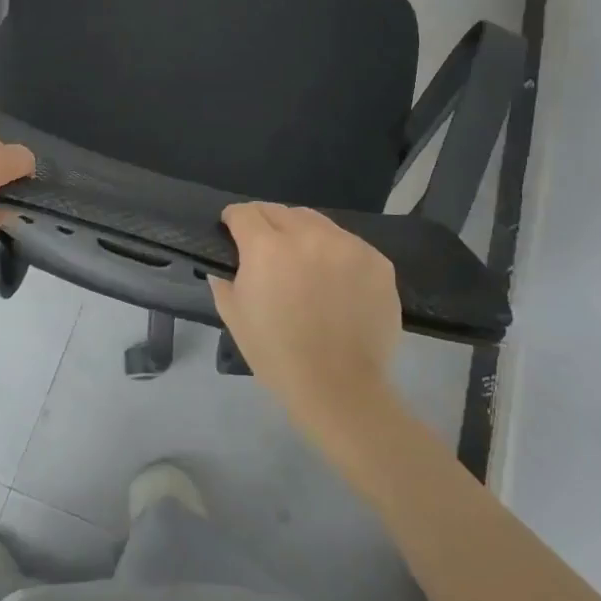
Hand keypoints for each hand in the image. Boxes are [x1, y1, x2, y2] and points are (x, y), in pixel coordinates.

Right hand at [210, 204, 402, 449]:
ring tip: (304, 264)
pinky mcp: (377, 260)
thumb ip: (223, 278)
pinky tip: (335, 281)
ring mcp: (348, 245)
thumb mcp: (234, 316)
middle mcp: (308, 235)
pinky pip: (348, 244)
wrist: (340, 389)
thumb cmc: (278, 355)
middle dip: (267, 225)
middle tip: (267, 251)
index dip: (234, 220)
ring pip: (317, 223)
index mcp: (267, 247)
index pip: (245, 212)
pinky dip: (335, 254)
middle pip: (280, 211)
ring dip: (303, 235)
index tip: (233, 233)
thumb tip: (223, 260)